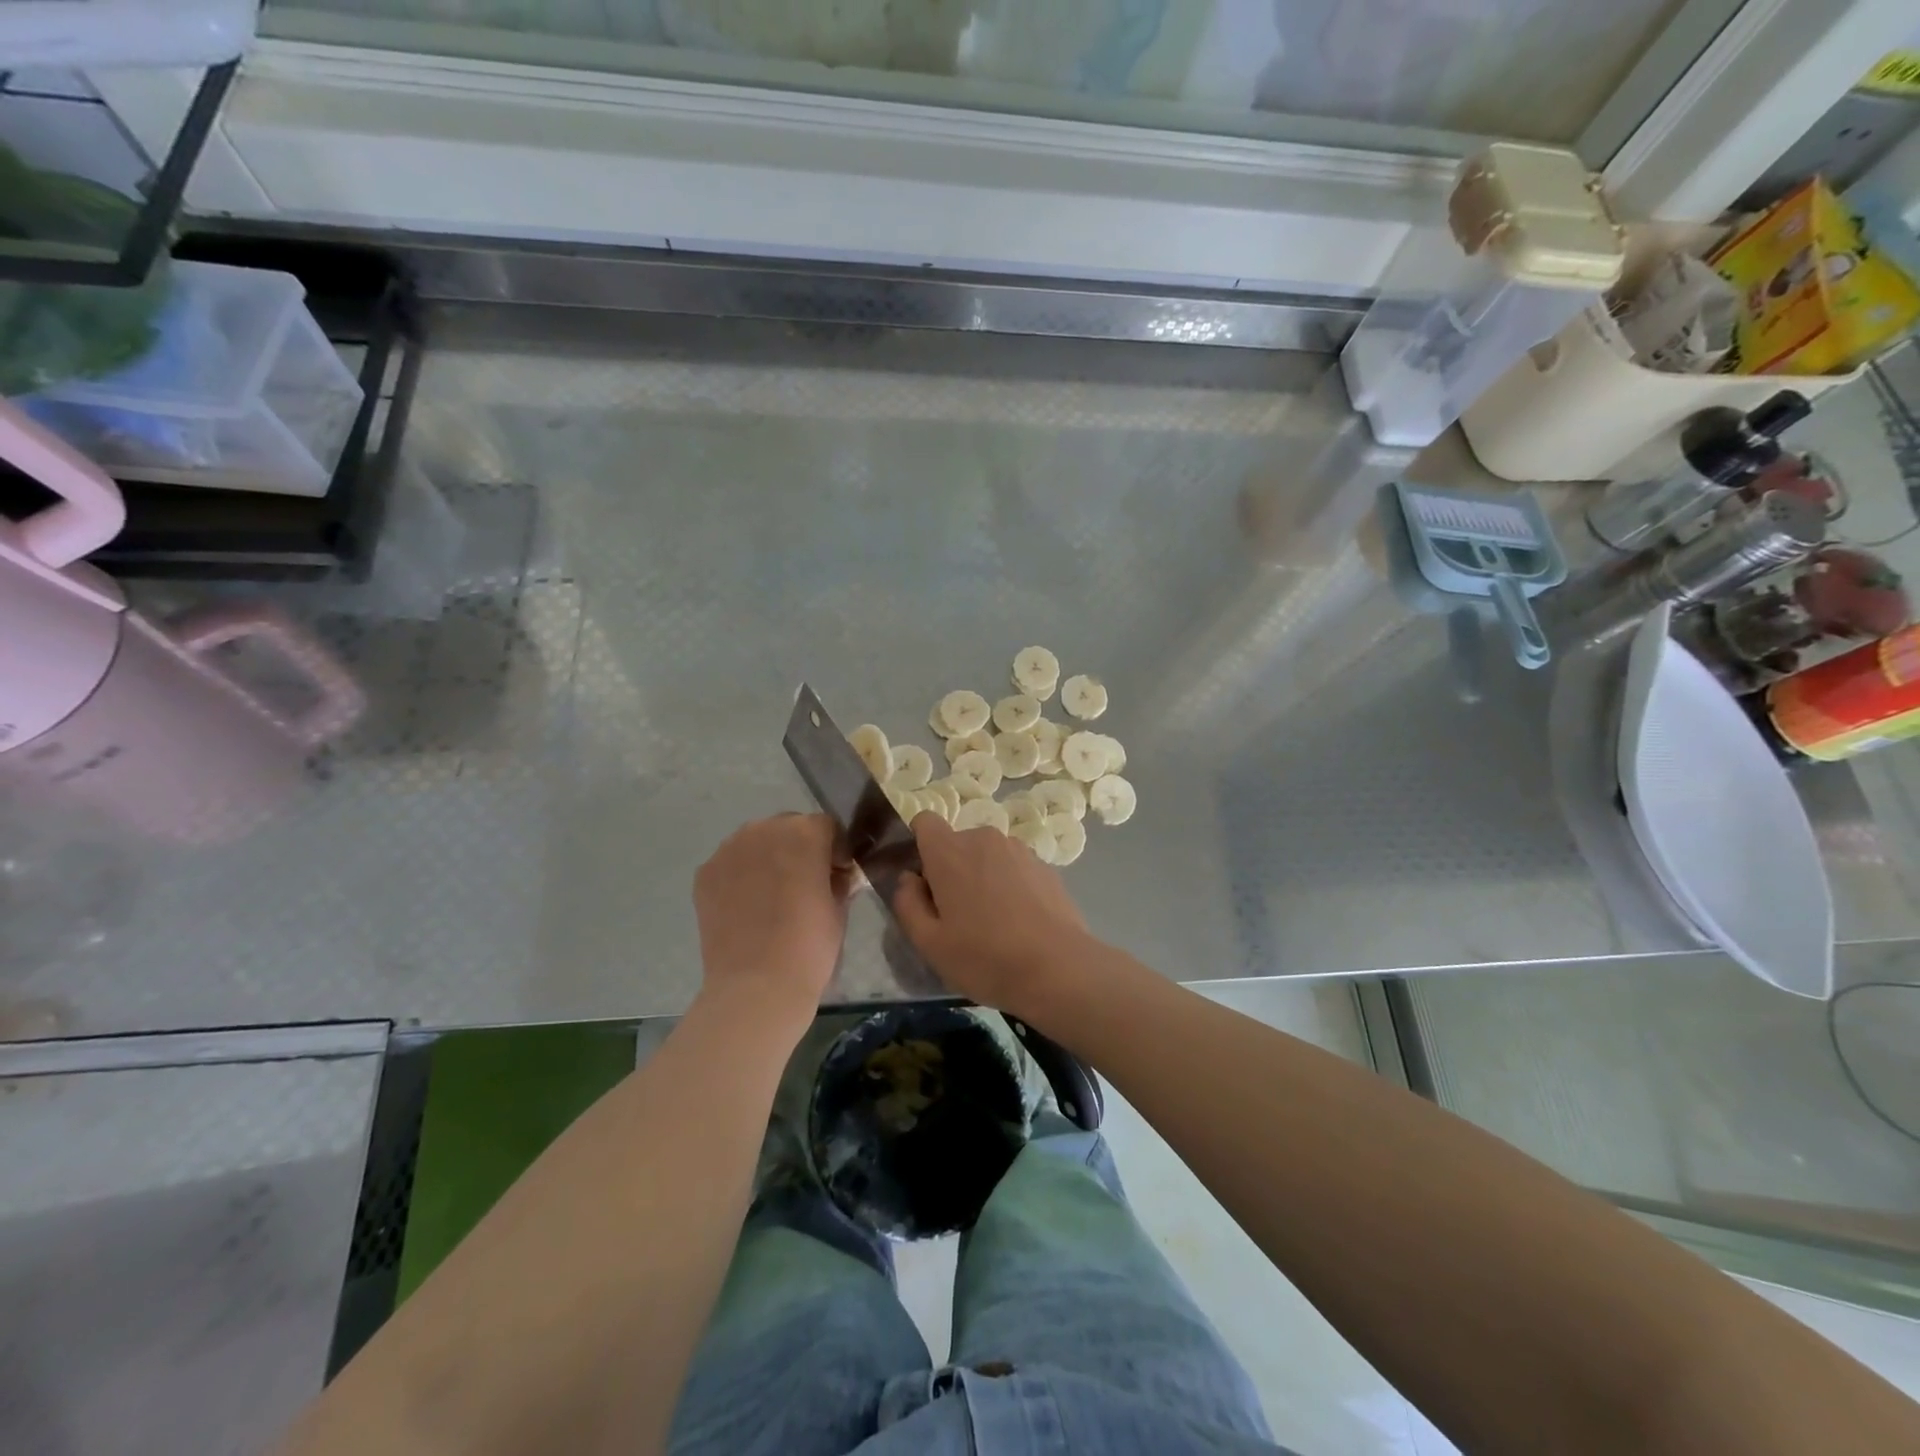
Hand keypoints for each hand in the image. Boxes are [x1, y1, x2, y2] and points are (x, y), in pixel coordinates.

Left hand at [693, 814, 850, 1024]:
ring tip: (773, 897)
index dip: (835, 850)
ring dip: (768, 859)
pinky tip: (748, 907)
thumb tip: (835, 876)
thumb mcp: (839, 909)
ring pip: (756, 842)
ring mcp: (729, 850)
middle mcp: (764, 829)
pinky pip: (731, 864)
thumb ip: (838, 881)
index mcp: (805, 833)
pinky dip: (741, 877)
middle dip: (800, 850)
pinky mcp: (705, 873)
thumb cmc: (810, 945)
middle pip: (788, 828)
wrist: (757, 985)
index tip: (837, 876)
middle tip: (805, 885)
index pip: (826, 827)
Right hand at [891, 814, 1090, 1017]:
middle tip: (956, 915)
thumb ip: (907, 903)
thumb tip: (908, 879)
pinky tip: (1018, 922)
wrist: (1058, 968)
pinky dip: (1009, 885)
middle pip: (956, 844)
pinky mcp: (1044, 865)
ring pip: (986, 856)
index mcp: (950, 851)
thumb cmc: (985, 957)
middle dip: (950, 870)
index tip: (923, 881)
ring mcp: (1019, 849)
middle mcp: (984, 838)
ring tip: (992, 922)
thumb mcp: (929, 943)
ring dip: (981, 877)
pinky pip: (1013, 868)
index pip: (924, 822)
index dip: (918, 846)